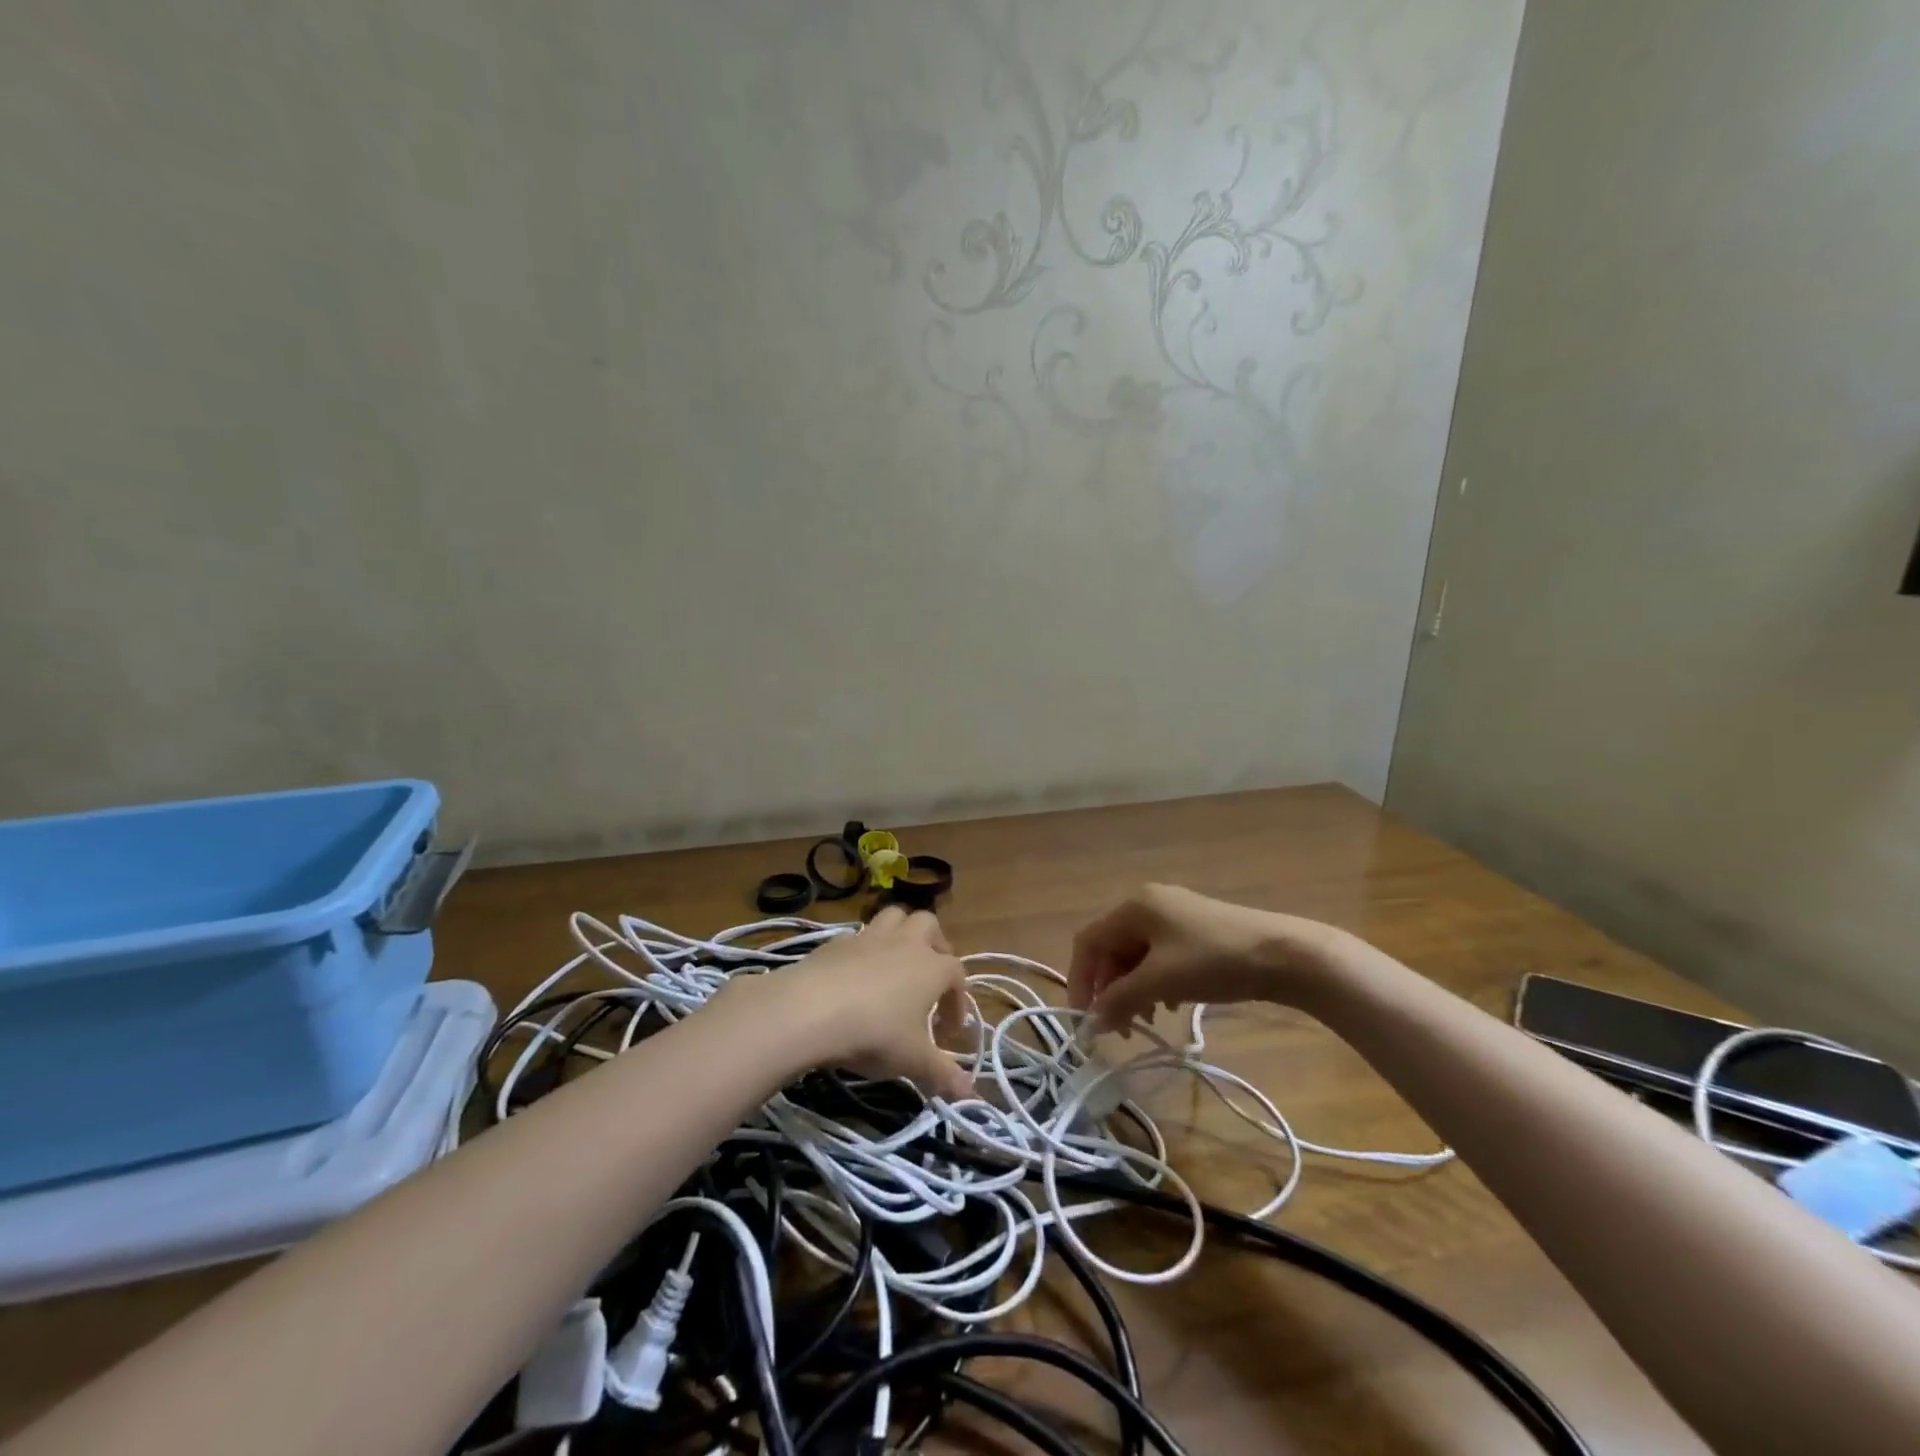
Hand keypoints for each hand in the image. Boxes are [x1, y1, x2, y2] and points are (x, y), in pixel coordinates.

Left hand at [724, 905, 973, 1100]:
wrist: (810, 1009)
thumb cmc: (875, 1033)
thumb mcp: (913, 1061)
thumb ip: (943, 1075)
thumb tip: (971, 1095)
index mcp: (932, 967)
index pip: (957, 975)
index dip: (958, 1002)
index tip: (948, 1033)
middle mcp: (906, 942)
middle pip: (929, 926)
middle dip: (935, 946)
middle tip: (929, 979)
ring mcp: (870, 936)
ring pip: (895, 916)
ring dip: (901, 933)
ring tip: (896, 963)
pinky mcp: (837, 940)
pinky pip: (859, 934)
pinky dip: (865, 949)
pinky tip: (856, 976)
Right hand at [1067, 884, 1347, 1030]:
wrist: (1285, 955)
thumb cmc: (1214, 962)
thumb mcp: (1161, 981)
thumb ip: (1120, 998)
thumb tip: (1091, 1020)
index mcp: (1134, 907)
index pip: (1089, 941)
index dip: (1080, 979)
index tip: (1083, 1019)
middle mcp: (1149, 904)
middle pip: (1112, 949)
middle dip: (1110, 989)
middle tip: (1118, 1029)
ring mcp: (1174, 915)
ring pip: (1136, 956)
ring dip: (1132, 990)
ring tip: (1146, 1022)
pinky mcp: (1196, 931)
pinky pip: (1160, 957)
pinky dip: (1156, 983)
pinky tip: (1172, 1006)